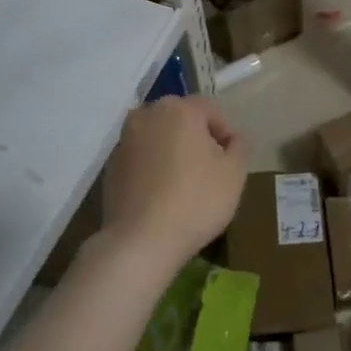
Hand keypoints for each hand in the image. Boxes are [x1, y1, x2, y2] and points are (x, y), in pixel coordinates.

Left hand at [101, 95, 246, 267]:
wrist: (140, 241)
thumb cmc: (195, 201)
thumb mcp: (234, 174)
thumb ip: (239, 147)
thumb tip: (232, 139)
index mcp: (179, 109)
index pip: (210, 109)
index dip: (226, 131)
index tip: (232, 159)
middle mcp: (147, 115)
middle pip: (181, 119)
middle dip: (197, 138)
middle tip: (211, 169)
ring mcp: (124, 140)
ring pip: (158, 137)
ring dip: (173, 151)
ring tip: (186, 183)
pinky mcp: (111, 165)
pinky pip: (142, 157)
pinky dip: (154, 167)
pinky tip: (162, 194)